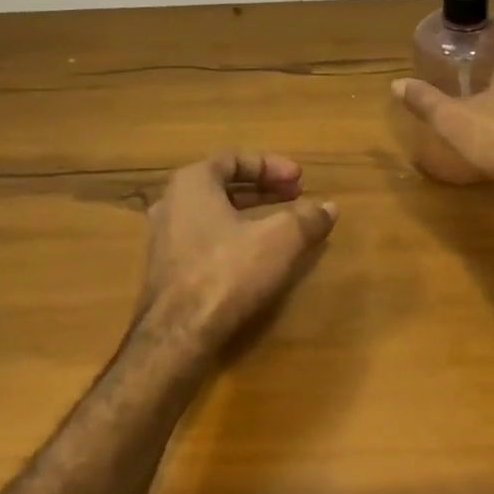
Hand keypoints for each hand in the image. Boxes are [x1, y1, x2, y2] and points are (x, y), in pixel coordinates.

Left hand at [137, 152, 337, 353]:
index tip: (300, 179)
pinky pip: (205, 239)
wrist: (178, 334)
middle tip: (295, 196)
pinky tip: (257, 255)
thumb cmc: (228, 271)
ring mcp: (164, 239)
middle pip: (223, 185)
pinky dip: (234, 237)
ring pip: (213, 214)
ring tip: (281, 224)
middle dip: (263, 189)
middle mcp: (171, 203)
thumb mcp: (281, 239)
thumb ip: (307, 218)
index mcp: (192, 182)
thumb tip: (329, 207)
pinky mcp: (167, 271)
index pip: (234, 158)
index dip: (271, 165)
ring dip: (249, 214)